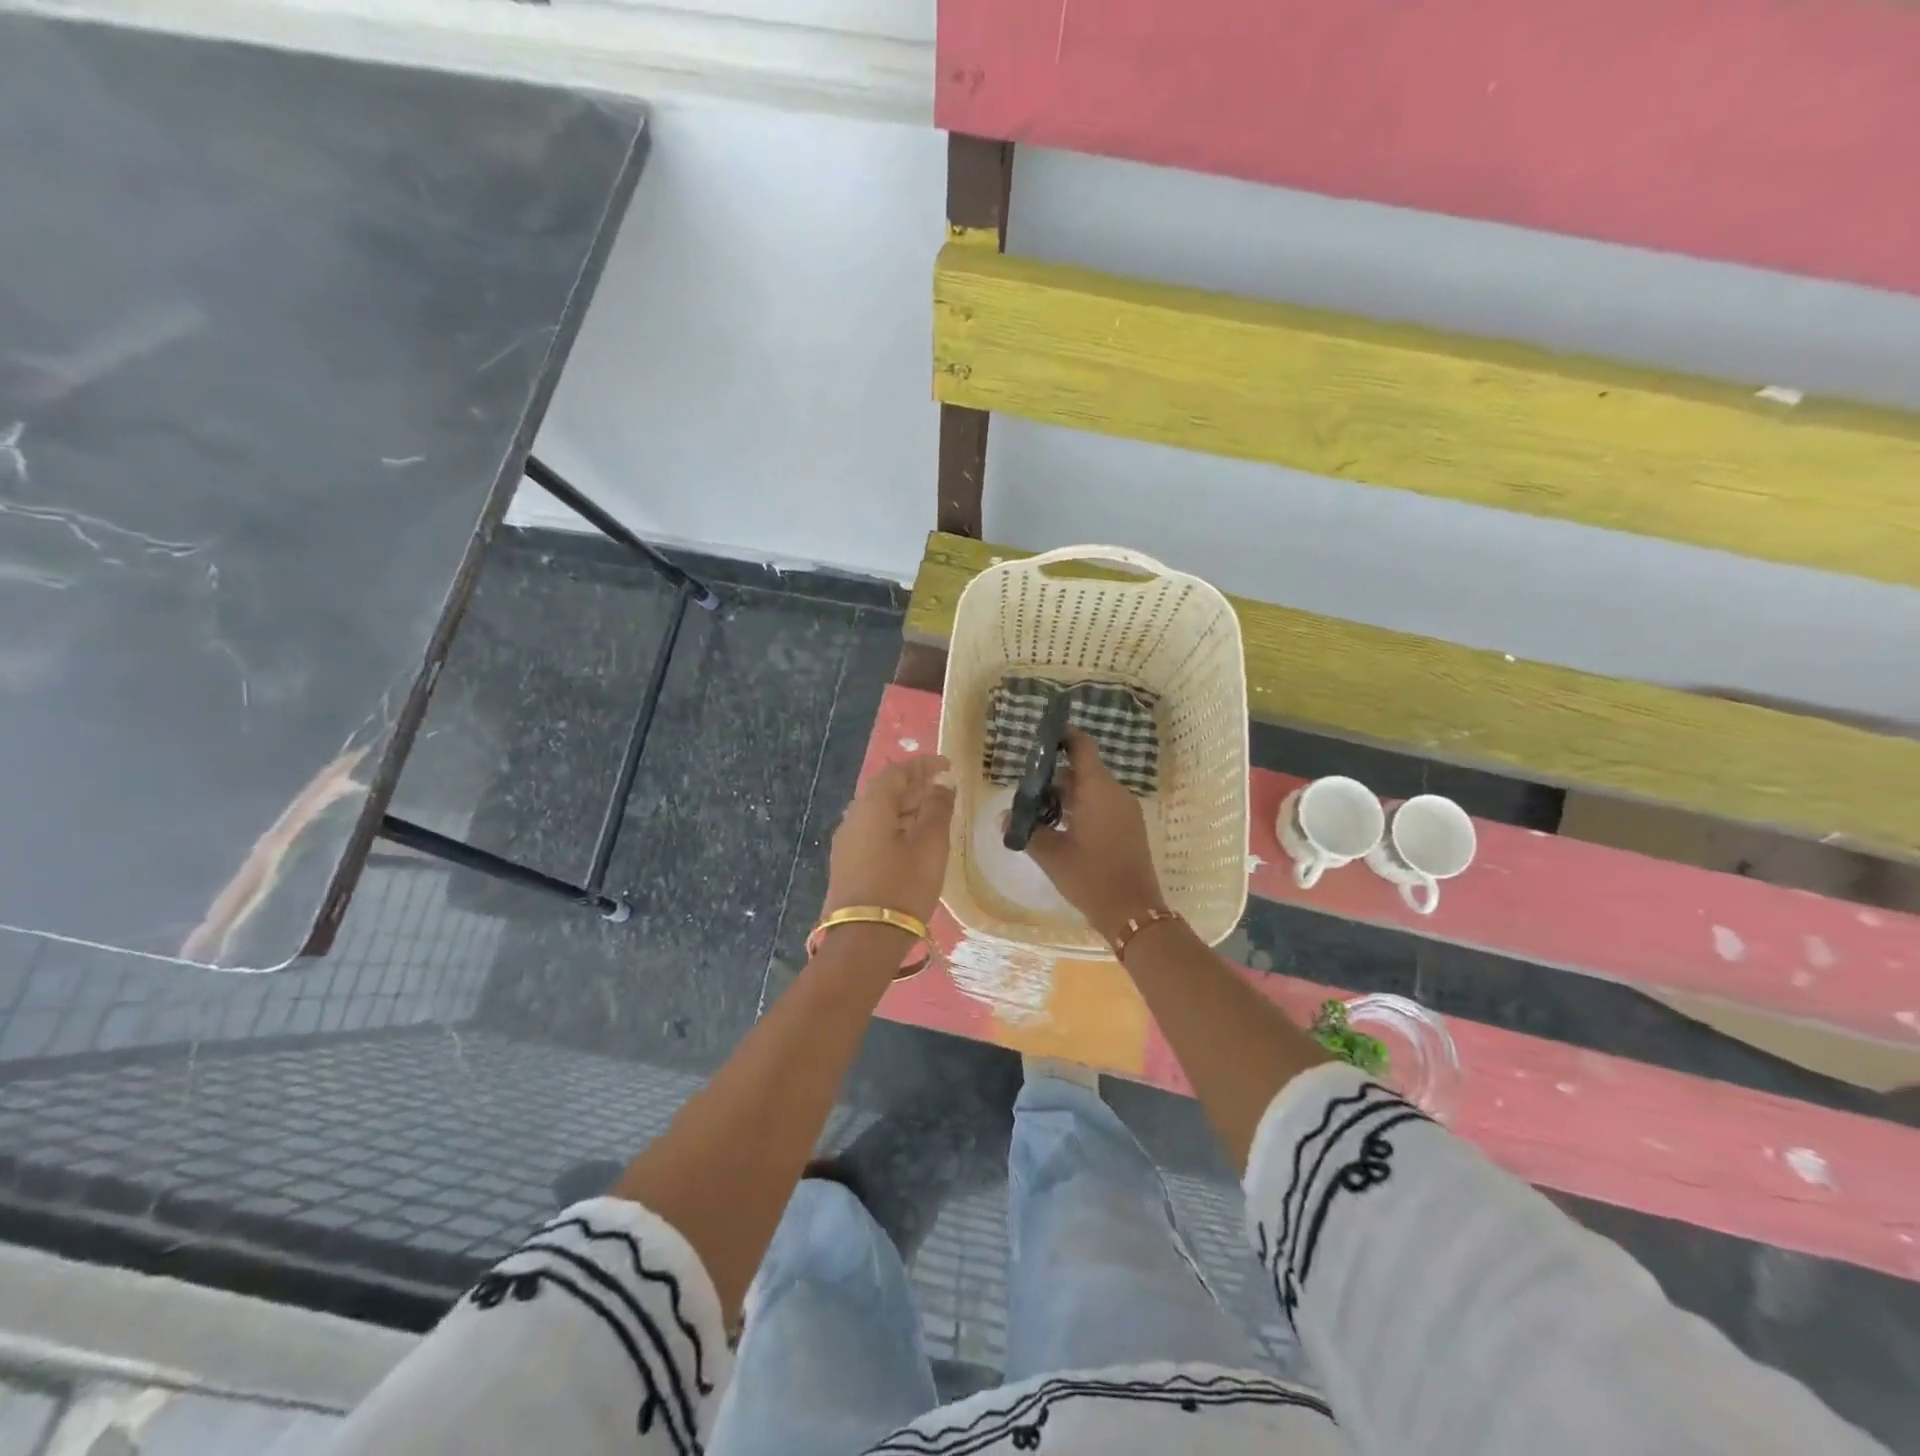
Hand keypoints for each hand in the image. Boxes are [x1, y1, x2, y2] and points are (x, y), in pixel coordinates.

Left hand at [824, 754, 955, 925]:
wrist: (864, 940)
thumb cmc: (903, 886)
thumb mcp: (930, 846)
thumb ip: (937, 810)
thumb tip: (941, 785)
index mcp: (871, 807)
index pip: (897, 772)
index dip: (923, 765)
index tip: (947, 765)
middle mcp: (853, 818)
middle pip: (884, 791)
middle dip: (914, 785)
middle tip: (942, 788)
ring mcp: (846, 843)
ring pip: (878, 813)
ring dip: (905, 807)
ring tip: (933, 813)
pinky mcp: (847, 864)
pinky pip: (873, 832)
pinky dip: (896, 826)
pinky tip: (913, 840)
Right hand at [1023, 730, 1166, 942]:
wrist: (1133, 912)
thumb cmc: (1090, 877)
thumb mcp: (1051, 855)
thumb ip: (1026, 831)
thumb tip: (1004, 818)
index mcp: (1097, 789)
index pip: (1081, 746)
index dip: (1063, 736)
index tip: (1042, 736)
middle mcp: (1115, 792)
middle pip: (1083, 770)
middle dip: (1054, 776)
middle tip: (1026, 789)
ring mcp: (1126, 810)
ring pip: (1092, 789)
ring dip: (1067, 795)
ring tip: (1039, 812)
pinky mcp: (1130, 826)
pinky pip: (1103, 804)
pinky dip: (1082, 807)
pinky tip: (1062, 828)